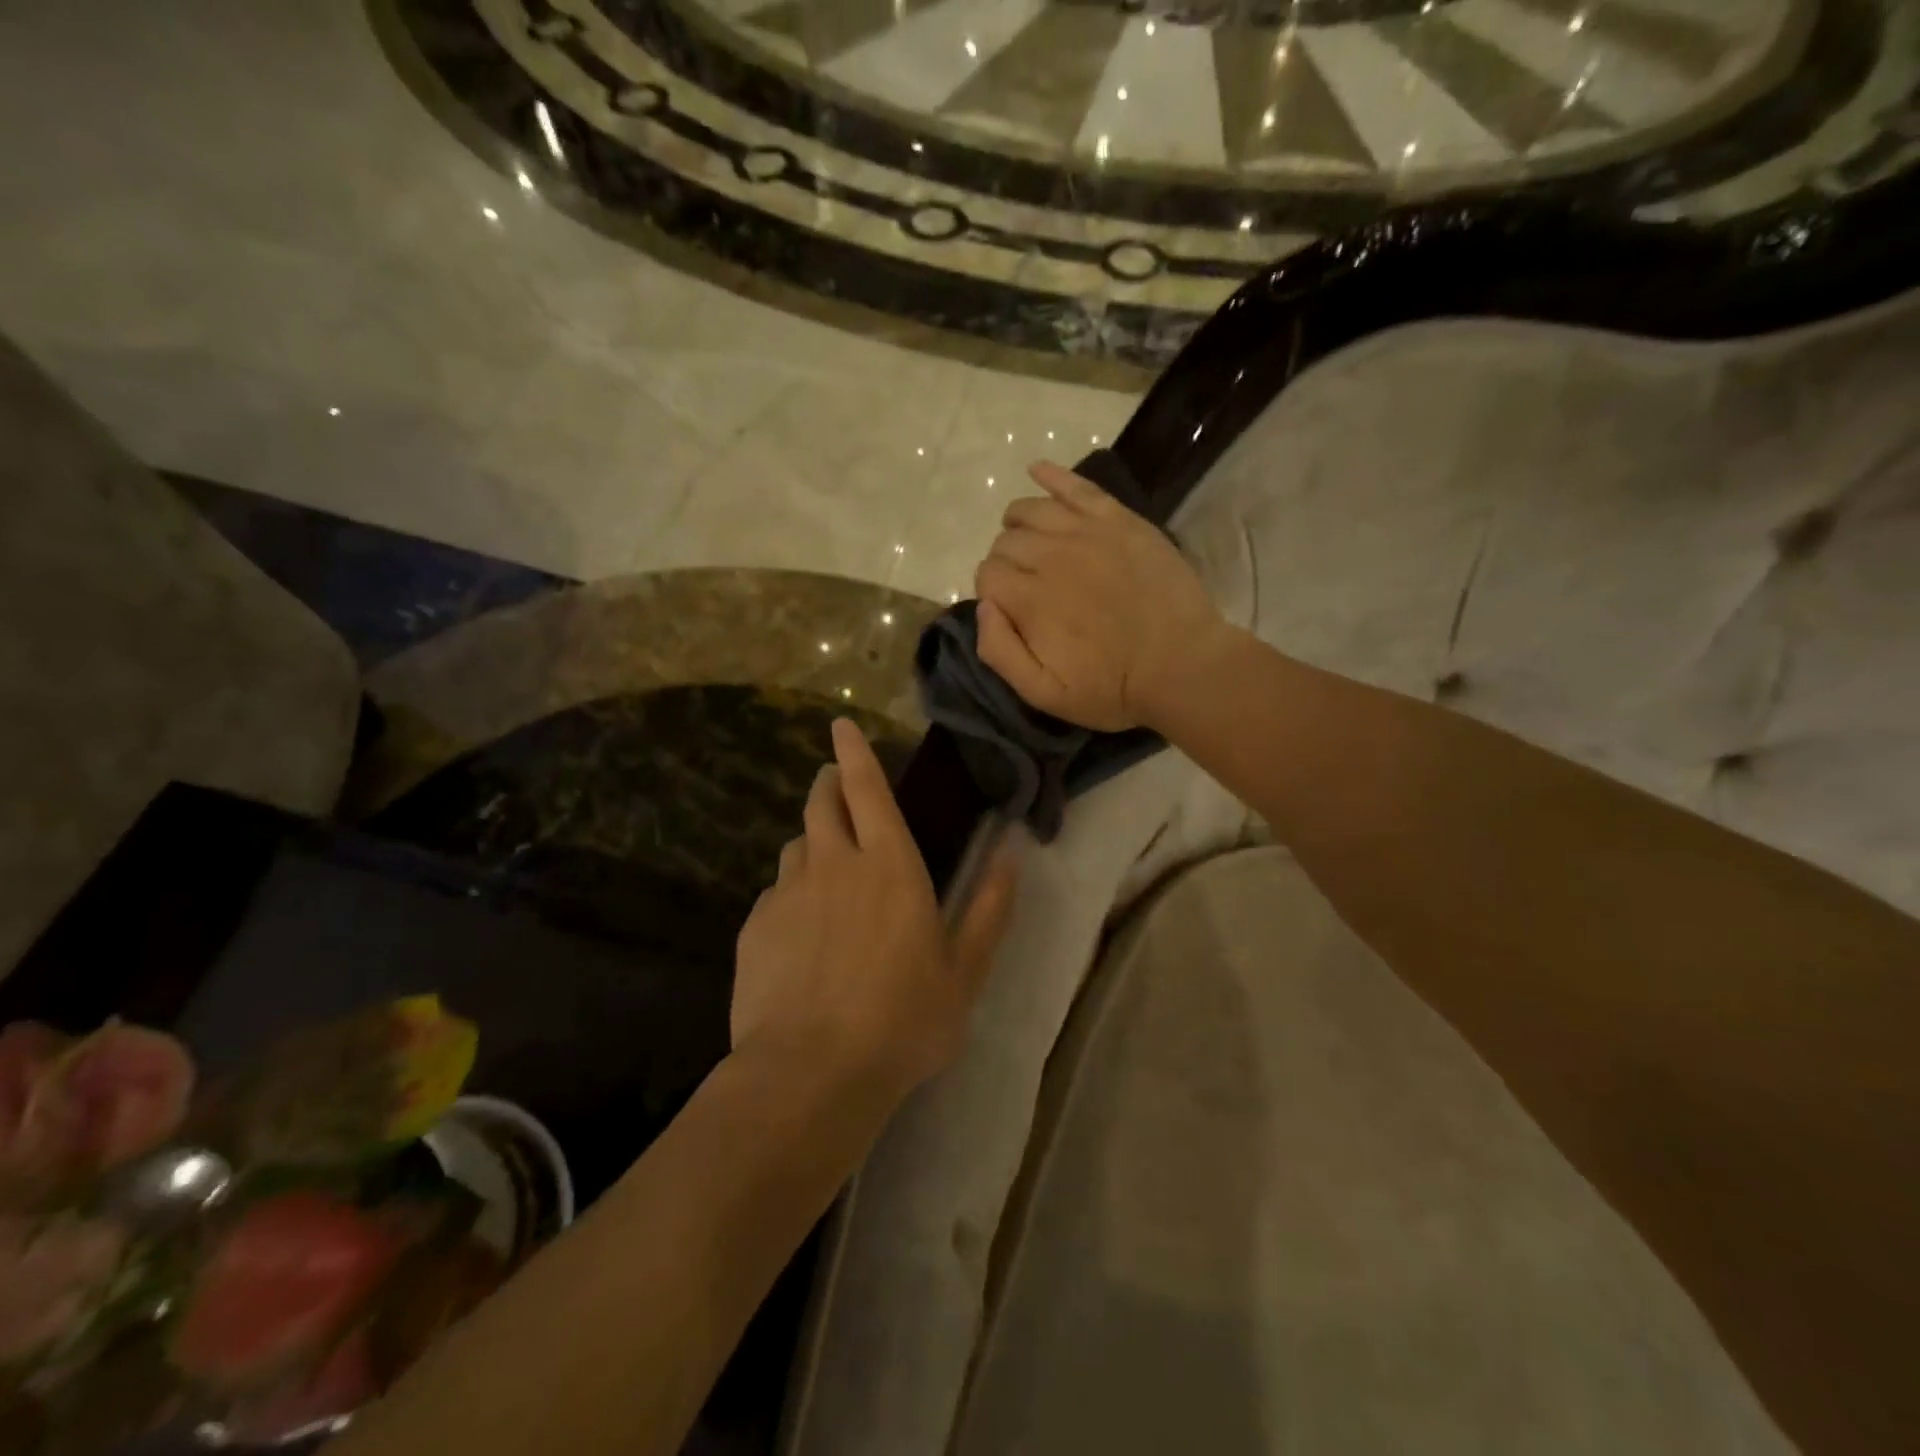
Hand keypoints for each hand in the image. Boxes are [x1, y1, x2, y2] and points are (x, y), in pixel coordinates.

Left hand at [732, 719, 1018, 1105]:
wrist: (811, 1073)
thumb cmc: (903, 1020)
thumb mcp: (964, 971)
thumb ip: (991, 908)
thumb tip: (1012, 853)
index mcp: (889, 866)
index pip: (867, 789)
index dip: (855, 753)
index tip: (841, 725)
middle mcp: (834, 864)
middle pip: (822, 804)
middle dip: (828, 784)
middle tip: (833, 783)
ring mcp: (788, 893)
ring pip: (796, 845)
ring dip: (811, 840)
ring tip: (823, 863)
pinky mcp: (755, 926)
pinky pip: (774, 892)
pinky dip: (790, 892)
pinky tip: (798, 928)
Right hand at [973, 461, 1227, 731]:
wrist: (1184, 665)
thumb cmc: (1113, 687)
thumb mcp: (1045, 694)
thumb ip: (1001, 652)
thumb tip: (982, 606)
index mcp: (1030, 599)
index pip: (986, 574)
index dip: (991, 591)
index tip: (1009, 609)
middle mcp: (1051, 556)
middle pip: (1006, 541)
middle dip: (1005, 561)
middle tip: (1027, 585)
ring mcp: (1087, 532)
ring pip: (1031, 509)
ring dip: (1019, 523)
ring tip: (1029, 541)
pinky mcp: (1119, 520)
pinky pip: (1077, 485)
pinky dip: (1051, 475)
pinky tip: (1037, 471)